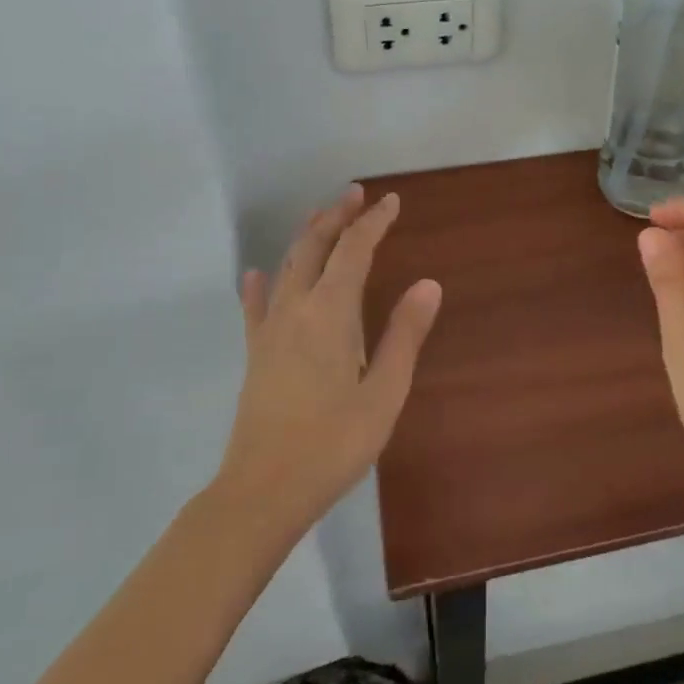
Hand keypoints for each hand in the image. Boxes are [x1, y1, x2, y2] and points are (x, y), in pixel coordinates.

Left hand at [218, 185, 441, 536]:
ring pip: (287, 267)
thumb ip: (404, 334)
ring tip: (321, 217)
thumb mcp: (384, 392)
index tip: (391, 202)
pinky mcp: (254, 353)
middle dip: (336, 216)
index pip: (354, 250)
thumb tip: (428, 284)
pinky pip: (255, 307)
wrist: (264, 489)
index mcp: (331, 313)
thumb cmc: (334, 443)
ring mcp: (269, 330)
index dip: (373, 222)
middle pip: (314, 247)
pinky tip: (257, 273)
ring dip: (306, 237)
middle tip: (355, 194)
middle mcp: (296, 309)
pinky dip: (259, 284)